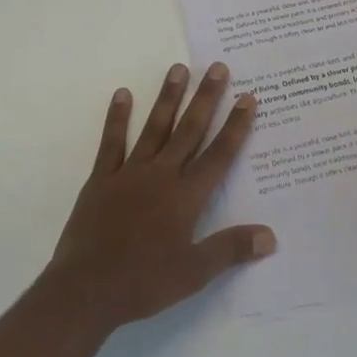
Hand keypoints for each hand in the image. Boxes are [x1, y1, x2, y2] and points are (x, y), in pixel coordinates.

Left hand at [47, 62, 275, 329]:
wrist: (86, 290)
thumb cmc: (143, 283)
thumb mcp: (193, 274)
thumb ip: (230, 250)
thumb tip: (270, 235)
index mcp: (185, 197)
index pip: (218, 155)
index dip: (235, 126)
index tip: (248, 98)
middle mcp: (161, 175)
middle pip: (189, 130)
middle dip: (206, 98)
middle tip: (218, 67)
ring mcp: (129, 173)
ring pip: (155, 127)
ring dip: (168, 98)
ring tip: (178, 68)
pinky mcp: (101, 178)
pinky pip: (112, 142)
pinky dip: (118, 118)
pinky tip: (123, 94)